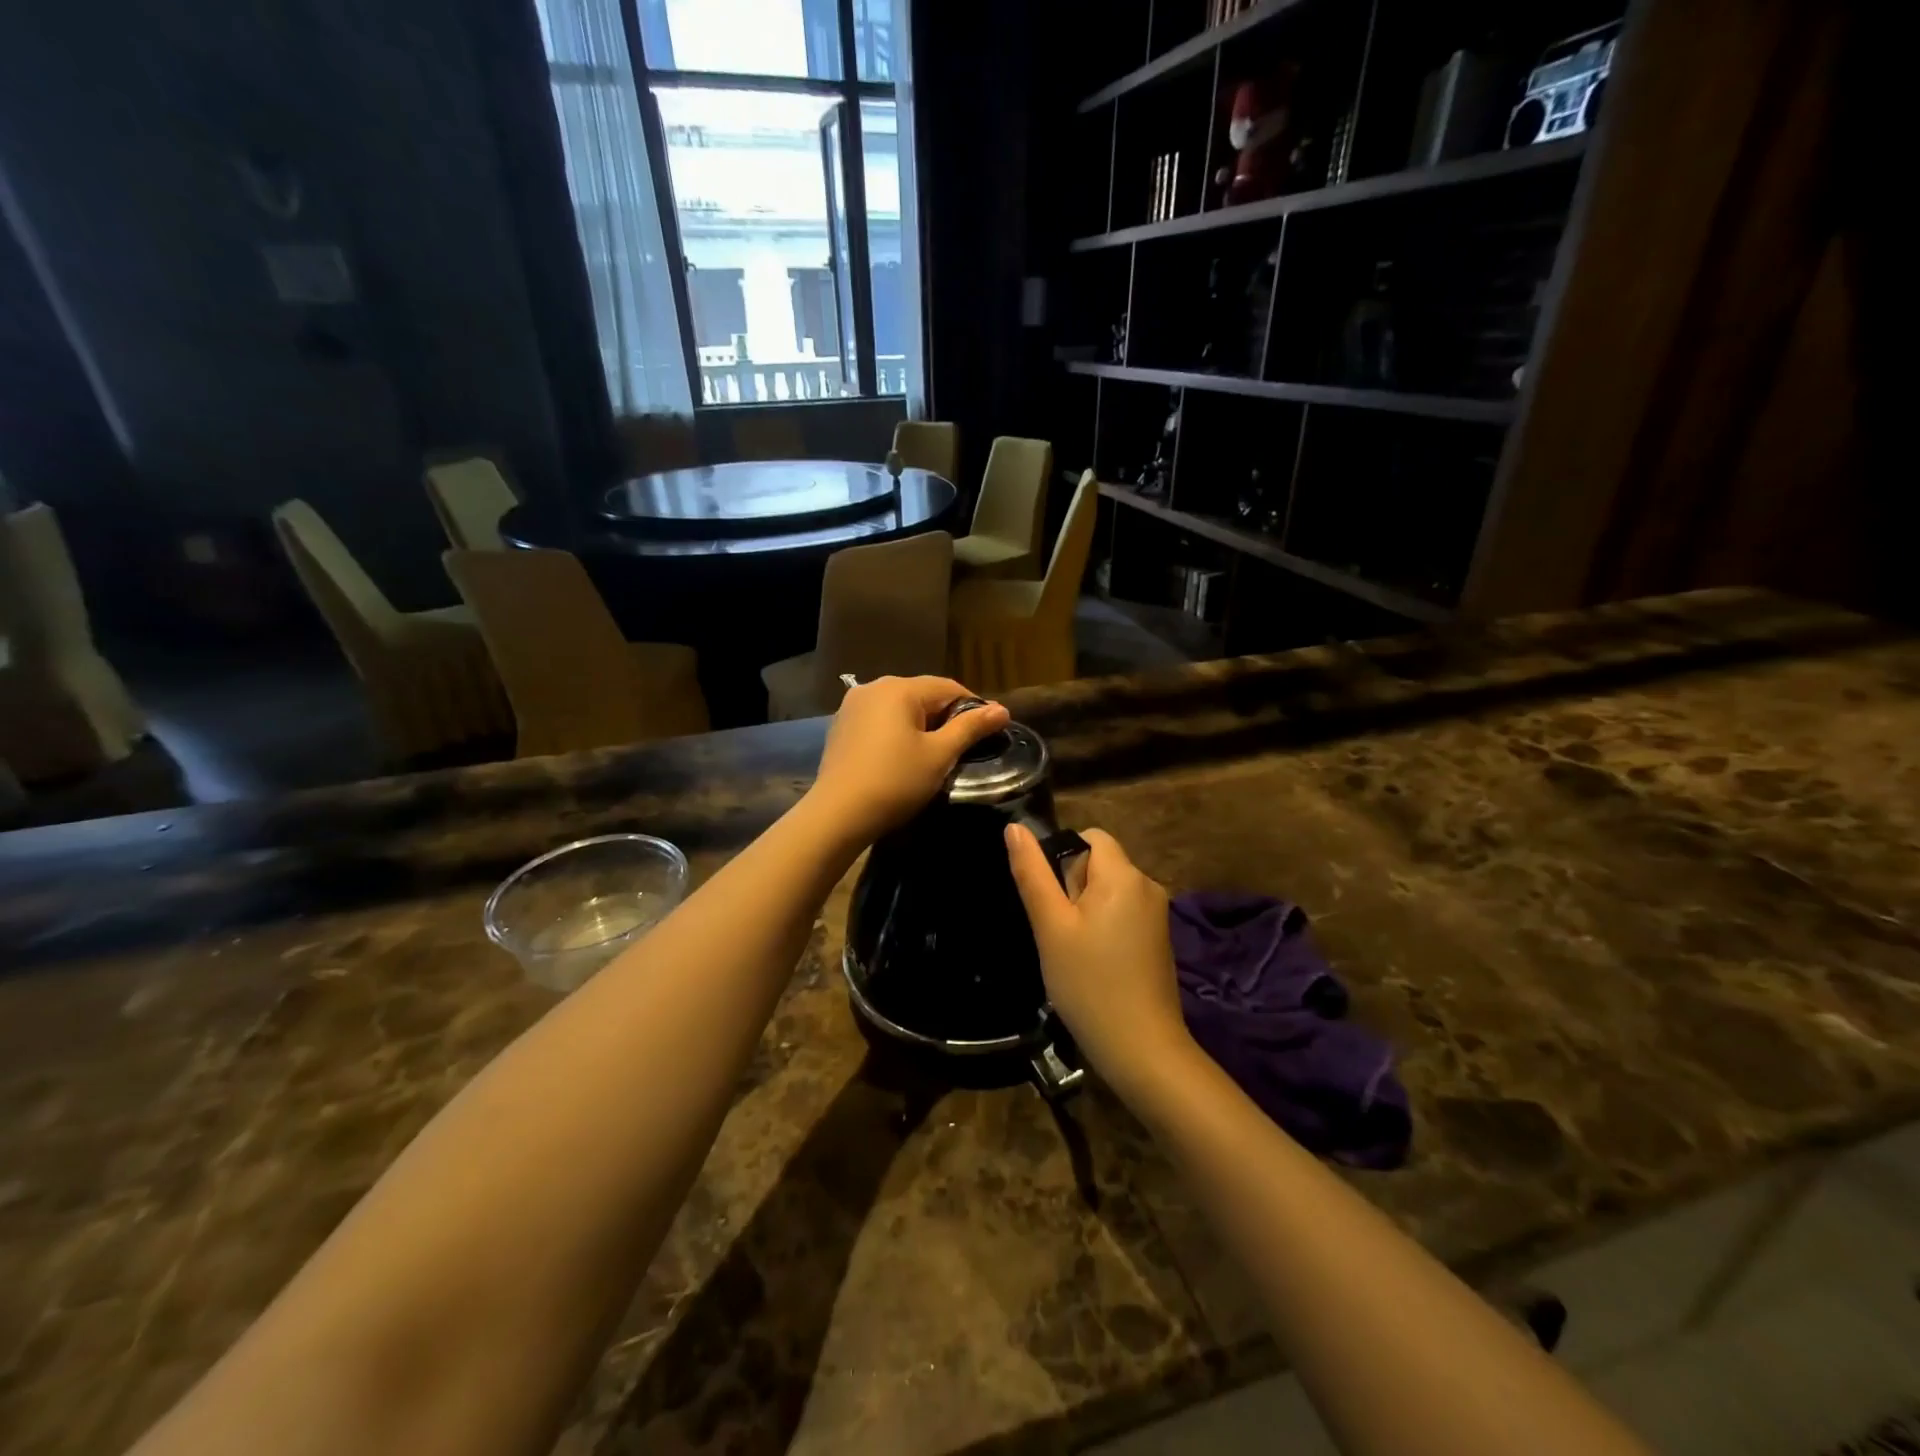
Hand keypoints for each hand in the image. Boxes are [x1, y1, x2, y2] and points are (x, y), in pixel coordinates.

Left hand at [807, 676, 1009, 844]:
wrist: (838, 814)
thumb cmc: (895, 782)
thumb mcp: (939, 755)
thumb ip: (970, 728)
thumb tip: (1002, 710)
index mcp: (900, 688)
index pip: (949, 687)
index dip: (974, 707)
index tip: (990, 731)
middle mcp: (874, 687)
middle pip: (922, 694)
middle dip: (946, 716)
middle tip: (964, 746)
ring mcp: (853, 705)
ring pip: (900, 707)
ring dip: (921, 724)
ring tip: (935, 752)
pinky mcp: (841, 725)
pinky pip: (880, 720)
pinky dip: (897, 731)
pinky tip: (902, 756)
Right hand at [1005, 825, 1192, 1101]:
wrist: (1142, 1049)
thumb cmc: (1089, 984)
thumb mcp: (1051, 928)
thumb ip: (1032, 874)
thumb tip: (1014, 827)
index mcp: (1124, 875)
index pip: (1090, 837)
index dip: (1062, 858)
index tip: (1051, 900)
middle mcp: (1148, 885)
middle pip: (1100, 863)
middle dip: (1073, 887)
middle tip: (1059, 932)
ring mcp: (1158, 914)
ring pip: (1109, 891)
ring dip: (1086, 910)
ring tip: (1073, 951)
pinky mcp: (1159, 939)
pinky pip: (1123, 913)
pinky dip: (1104, 927)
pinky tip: (1094, 964)